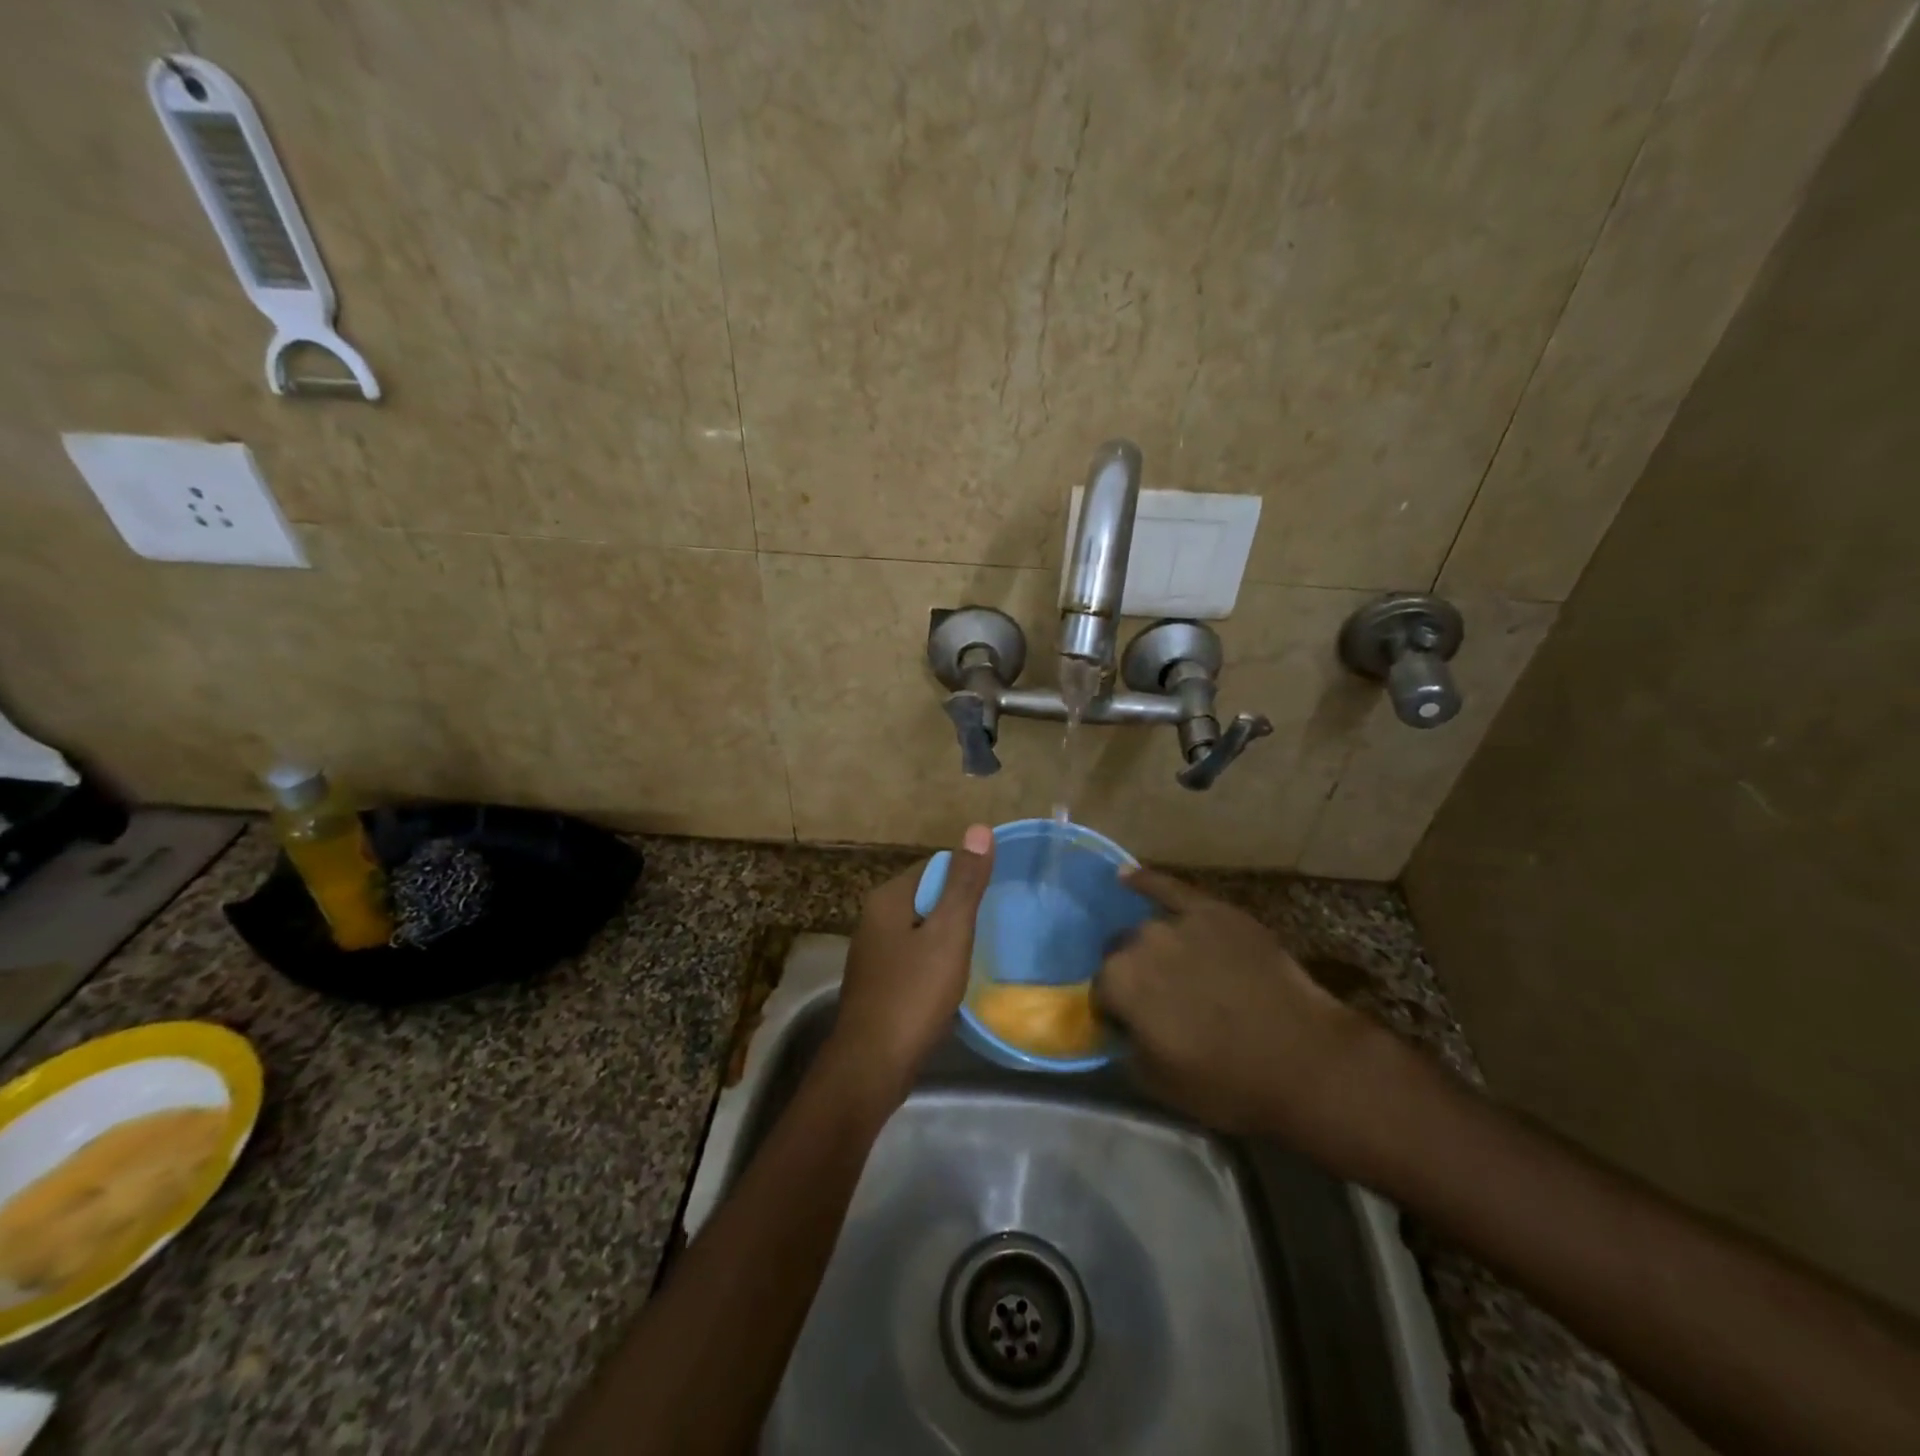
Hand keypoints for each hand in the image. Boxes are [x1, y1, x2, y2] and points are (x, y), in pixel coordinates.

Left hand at [824, 824, 994, 1108]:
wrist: (872, 1065)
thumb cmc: (913, 994)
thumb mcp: (948, 933)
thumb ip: (965, 883)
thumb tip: (978, 828)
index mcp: (888, 898)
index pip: (935, 867)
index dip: (966, 879)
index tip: (993, 900)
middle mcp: (875, 918)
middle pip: (927, 898)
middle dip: (958, 910)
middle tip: (992, 928)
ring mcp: (873, 952)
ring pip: (921, 930)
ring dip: (948, 939)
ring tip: (978, 955)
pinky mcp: (878, 982)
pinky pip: (914, 958)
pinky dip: (934, 963)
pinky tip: (951, 982)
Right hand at [1094, 867, 1382, 1148]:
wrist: (1304, 1059)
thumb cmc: (1228, 1082)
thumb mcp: (1158, 1082)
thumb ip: (1126, 1047)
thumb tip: (1121, 1029)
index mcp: (1119, 982)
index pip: (1101, 992)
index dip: (1116, 1012)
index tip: (1133, 1029)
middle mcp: (1140, 942)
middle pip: (1121, 954)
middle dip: (1133, 976)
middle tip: (1162, 1004)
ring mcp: (1179, 921)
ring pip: (1150, 931)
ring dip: (1154, 949)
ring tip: (1178, 971)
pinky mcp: (1215, 911)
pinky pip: (1171, 888)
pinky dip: (1147, 882)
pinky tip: (1127, 876)